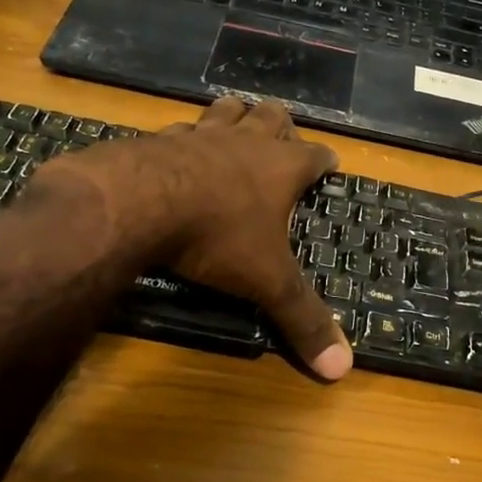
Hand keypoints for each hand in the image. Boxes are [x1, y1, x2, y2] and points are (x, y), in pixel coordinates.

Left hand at [26, 97, 351, 379]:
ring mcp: (202, 135)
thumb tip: (342, 370)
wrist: (139, 202)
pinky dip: (189, 136)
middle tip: (285, 141)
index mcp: (281, 168)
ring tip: (239, 126)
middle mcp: (245, 142)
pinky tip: (181, 148)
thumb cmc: (216, 237)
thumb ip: (302, 320)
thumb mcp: (266, 282)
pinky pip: (182, 128)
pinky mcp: (161, 137)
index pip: (316, 155)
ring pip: (228, 111)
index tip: (331, 164)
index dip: (325, 160)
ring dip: (238, 117)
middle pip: (272, 117)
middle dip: (283, 126)